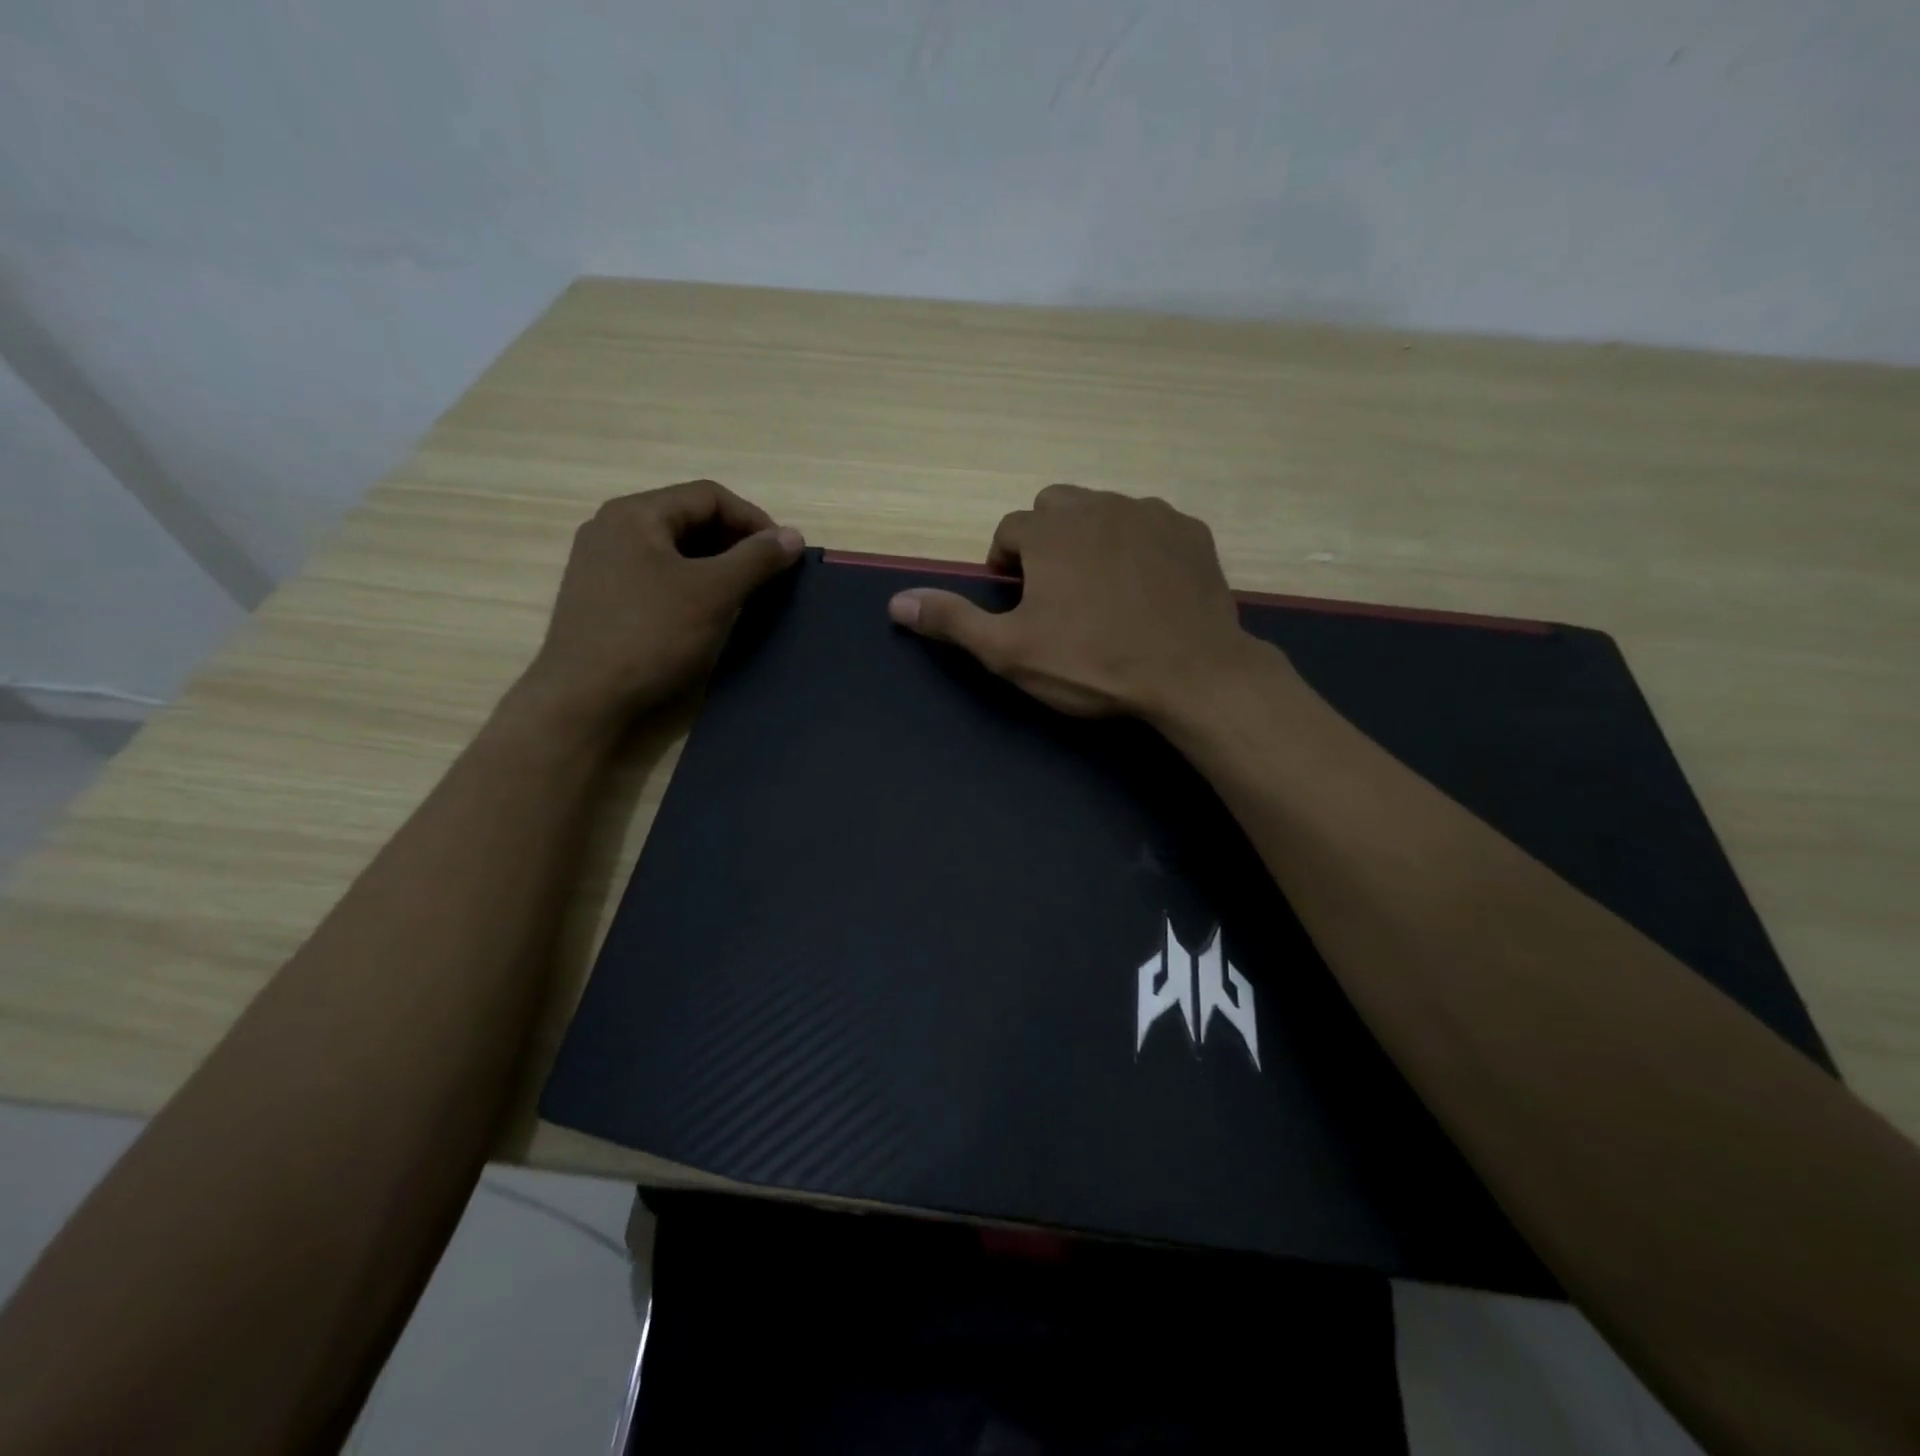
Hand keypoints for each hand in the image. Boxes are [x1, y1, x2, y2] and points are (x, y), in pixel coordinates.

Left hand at [514, 481, 802, 738]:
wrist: (583, 698)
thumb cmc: (652, 635)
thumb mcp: (714, 593)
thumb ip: (757, 559)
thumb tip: (793, 535)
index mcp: (636, 514)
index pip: (709, 496)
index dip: (754, 520)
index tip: (784, 555)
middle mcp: (612, 528)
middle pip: (689, 519)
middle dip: (735, 543)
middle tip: (767, 575)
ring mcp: (601, 563)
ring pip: (673, 549)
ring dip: (715, 565)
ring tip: (744, 595)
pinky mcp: (600, 597)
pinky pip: (656, 575)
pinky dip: (689, 584)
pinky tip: (706, 613)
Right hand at [886, 484, 1262, 721]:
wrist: (1192, 674)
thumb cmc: (1091, 663)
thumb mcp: (1010, 651)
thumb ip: (953, 621)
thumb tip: (896, 602)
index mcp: (1050, 530)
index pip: (1010, 530)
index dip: (1007, 565)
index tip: (1020, 602)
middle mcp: (1099, 505)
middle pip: (1056, 508)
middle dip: (1047, 542)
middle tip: (1059, 595)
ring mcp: (1151, 514)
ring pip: (1105, 512)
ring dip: (1093, 540)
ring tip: (1104, 593)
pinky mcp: (1191, 532)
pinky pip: (1152, 526)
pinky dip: (1140, 548)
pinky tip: (1148, 589)